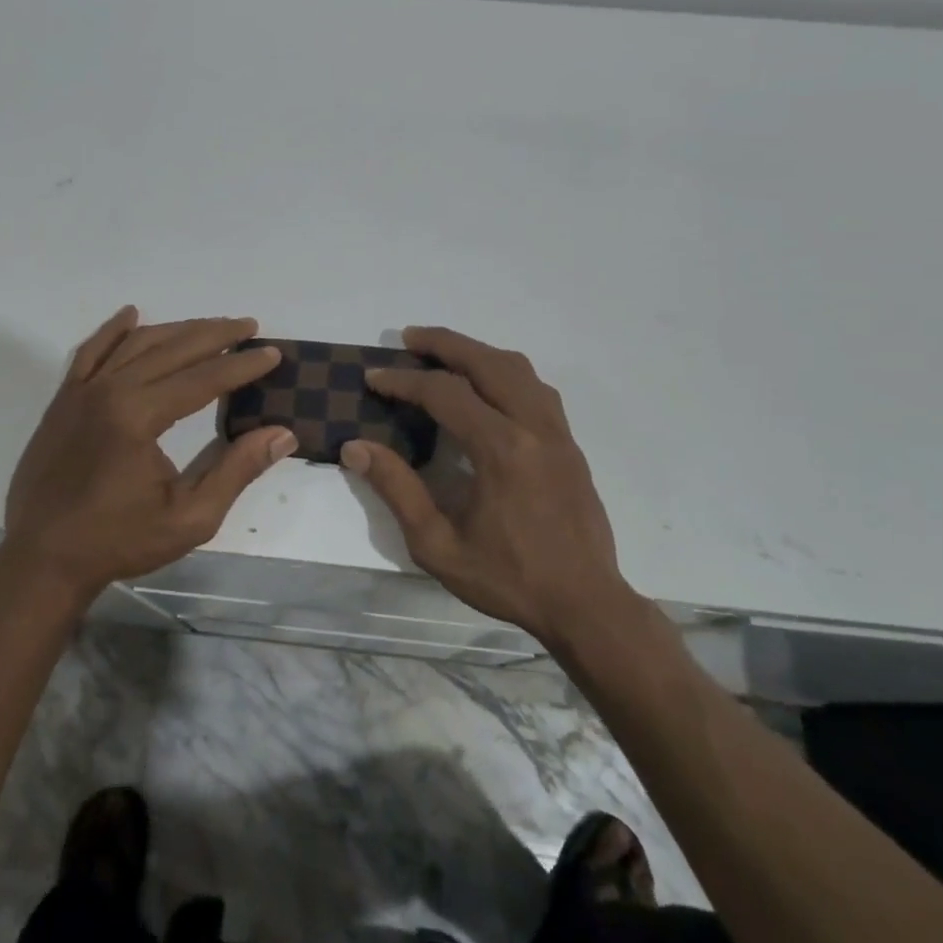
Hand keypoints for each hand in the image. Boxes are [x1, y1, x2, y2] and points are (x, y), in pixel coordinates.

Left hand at [3, 308, 295, 603]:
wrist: (41, 560)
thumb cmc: (119, 541)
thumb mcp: (191, 517)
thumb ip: (237, 470)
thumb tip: (282, 434)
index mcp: (138, 416)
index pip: (203, 378)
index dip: (242, 365)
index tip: (273, 353)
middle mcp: (109, 390)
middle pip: (172, 348)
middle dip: (215, 334)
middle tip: (249, 327)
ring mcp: (81, 391)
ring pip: (135, 343)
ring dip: (176, 329)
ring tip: (210, 326)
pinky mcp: (63, 400)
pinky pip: (90, 352)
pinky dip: (113, 331)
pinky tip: (132, 315)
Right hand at [341, 326, 631, 646]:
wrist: (586, 604)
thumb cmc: (508, 579)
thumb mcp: (438, 544)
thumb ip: (397, 489)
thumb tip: (356, 448)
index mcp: (501, 450)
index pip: (445, 393)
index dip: (404, 381)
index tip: (374, 378)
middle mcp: (533, 427)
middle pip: (487, 362)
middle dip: (444, 343)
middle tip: (408, 337)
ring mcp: (558, 432)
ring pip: (518, 368)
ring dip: (477, 352)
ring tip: (444, 353)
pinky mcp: (570, 443)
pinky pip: (536, 388)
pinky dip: (505, 372)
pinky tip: (487, 386)